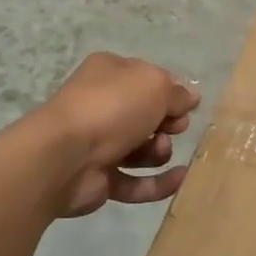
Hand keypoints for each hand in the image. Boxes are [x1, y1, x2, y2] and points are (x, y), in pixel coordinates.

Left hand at [26, 53, 199, 218]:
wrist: (65, 156)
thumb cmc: (111, 108)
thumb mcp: (154, 86)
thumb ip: (177, 93)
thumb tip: (191, 98)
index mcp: (109, 73)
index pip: (148, 79)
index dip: (171, 92)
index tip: (187, 106)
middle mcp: (102, 105)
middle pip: (147, 116)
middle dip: (167, 123)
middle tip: (175, 127)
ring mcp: (98, 144)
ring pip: (142, 149)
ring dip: (160, 151)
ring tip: (160, 150)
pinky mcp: (100, 179)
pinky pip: (136, 182)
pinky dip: (158, 182)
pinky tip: (179, 179)